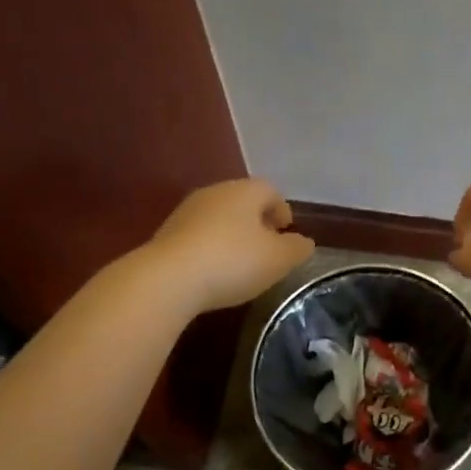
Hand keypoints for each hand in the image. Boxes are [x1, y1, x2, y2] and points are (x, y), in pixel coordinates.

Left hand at [147, 179, 315, 313]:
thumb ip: (297, 248)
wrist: (168, 279)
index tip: (287, 230)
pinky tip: (214, 271)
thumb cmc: (233, 262)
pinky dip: (211, 248)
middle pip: (243, 202)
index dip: (282, 209)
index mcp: (244, 191)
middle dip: (257, 221)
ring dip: (233, 235)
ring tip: (241, 262)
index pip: (270, 190)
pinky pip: (198, 236)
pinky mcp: (166, 234)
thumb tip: (304, 242)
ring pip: (219, 218)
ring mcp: (186, 212)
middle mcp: (214, 193)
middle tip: (267, 247)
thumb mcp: (278, 259)